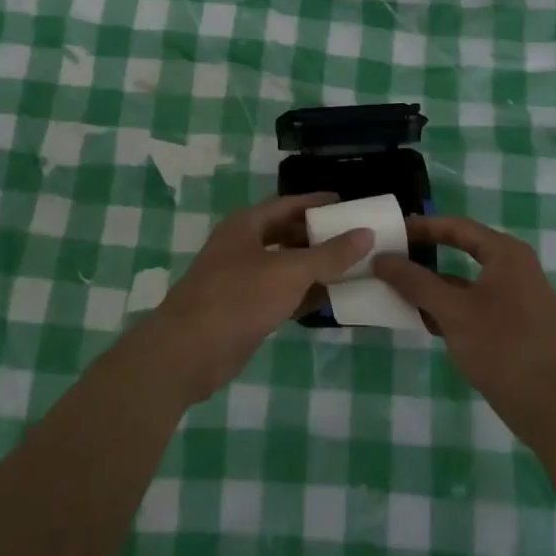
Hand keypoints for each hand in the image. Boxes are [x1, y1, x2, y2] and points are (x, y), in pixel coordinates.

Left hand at [148, 193, 371, 402]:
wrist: (189, 352)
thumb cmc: (238, 298)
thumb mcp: (290, 271)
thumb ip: (329, 254)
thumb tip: (366, 233)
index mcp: (246, 225)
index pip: (287, 204)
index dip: (316, 202)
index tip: (347, 204)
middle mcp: (242, 247)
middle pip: (286, 234)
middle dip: (318, 236)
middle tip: (354, 238)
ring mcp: (240, 280)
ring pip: (284, 267)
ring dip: (314, 268)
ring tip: (351, 268)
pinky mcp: (243, 310)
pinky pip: (280, 294)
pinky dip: (302, 295)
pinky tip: (330, 300)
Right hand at [374, 214, 555, 439]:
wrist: (554, 408)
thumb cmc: (503, 348)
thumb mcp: (453, 312)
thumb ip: (416, 282)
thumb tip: (382, 259)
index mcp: (506, 254)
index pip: (457, 227)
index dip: (423, 226)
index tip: (391, 231)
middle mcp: (515, 268)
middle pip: (463, 251)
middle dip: (426, 258)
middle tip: (391, 260)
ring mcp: (518, 298)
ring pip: (467, 283)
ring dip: (435, 287)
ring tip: (398, 292)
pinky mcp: (516, 325)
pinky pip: (476, 305)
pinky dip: (451, 309)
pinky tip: (425, 322)